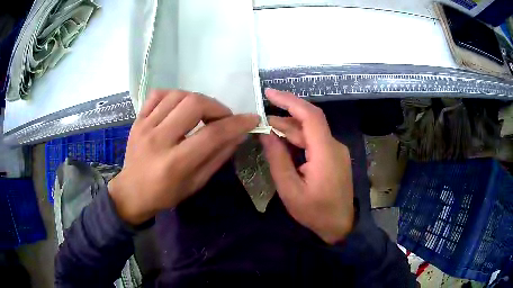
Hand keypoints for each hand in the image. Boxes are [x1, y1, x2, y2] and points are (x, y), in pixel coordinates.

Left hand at [108, 90, 258, 224]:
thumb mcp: (195, 183)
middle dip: (217, 107)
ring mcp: (145, 126)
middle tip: (222, 118)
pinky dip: (174, 95)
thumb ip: (217, 157)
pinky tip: (179, 107)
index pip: (212, 134)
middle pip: (194, 104)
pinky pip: (158, 94)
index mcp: (175, 163)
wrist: (131, 192)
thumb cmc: (165, 194)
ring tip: (202, 113)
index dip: (236, 123)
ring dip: (197, 100)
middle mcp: (158, 140)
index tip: (251, 119)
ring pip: (178, 95)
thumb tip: (238, 134)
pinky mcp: (137, 120)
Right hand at [260, 89, 354, 243]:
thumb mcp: (290, 190)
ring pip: (311, 132)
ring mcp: (336, 151)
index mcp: (325, 153)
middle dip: (284, 117)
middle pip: (309, 122)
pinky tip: (283, 142)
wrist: (340, 226)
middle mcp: (334, 146)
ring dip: (290, 129)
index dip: (290, 101)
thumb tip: (266, 133)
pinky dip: (298, 139)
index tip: (269, 93)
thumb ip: (278, 159)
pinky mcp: (335, 157)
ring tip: (267, 130)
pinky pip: (315, 141)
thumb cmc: (315, 212)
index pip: (310, 116)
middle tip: (261, 119)